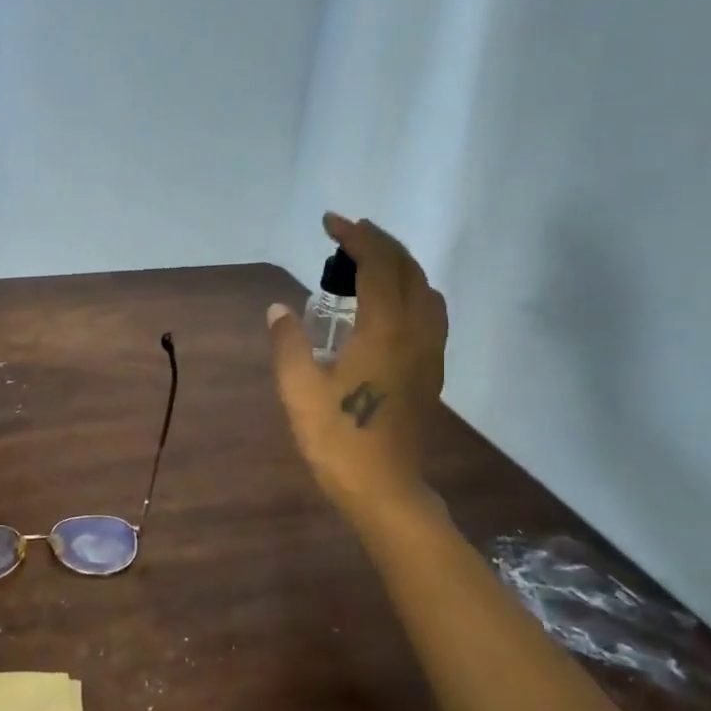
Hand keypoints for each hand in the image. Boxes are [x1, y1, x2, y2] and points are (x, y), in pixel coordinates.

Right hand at [267, 212, 447, 523]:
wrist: (383, 488)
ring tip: (367, 263)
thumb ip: (288, 342)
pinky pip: (430, 313)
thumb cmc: (337, 438)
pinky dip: (411, 291)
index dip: (355, 237)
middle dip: (379, 243)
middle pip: (408, 269)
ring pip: (425, 289)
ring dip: (399, 265)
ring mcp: (429, 352)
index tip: (330, 223)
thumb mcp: (298, 389)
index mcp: (384, 329)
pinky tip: (387, 306)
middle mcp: (416, 331)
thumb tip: (279, 309)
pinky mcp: (431, 371)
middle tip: (347, 235)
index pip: (377, 264)